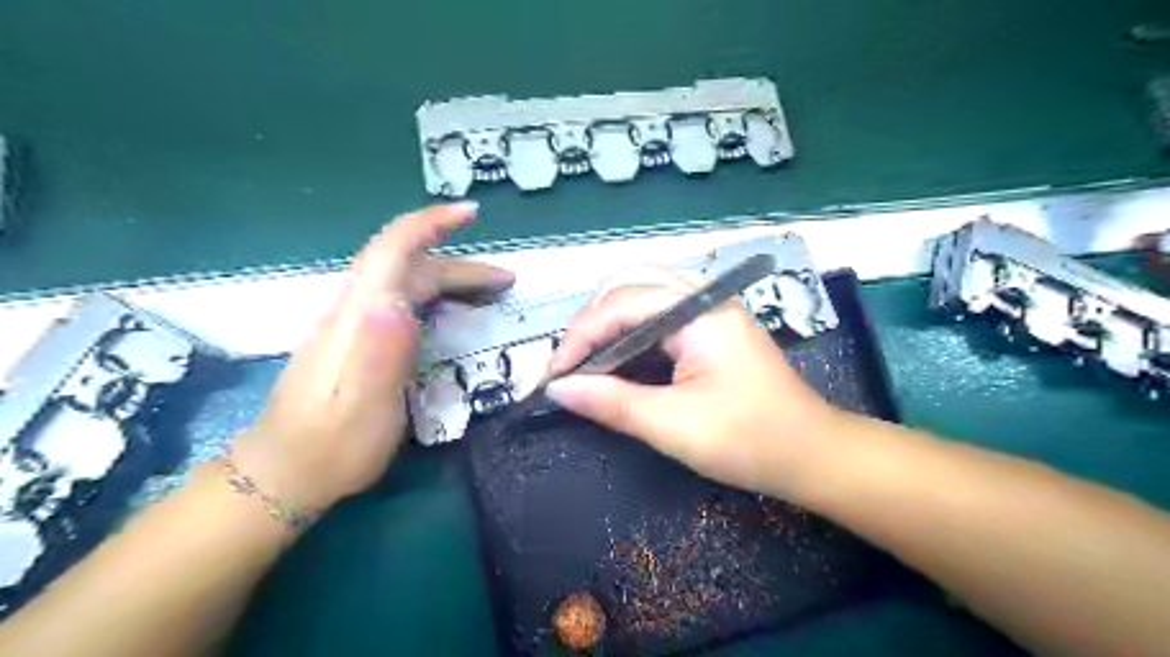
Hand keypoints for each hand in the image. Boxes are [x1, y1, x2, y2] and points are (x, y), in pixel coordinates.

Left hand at [234, 204, 513, 510]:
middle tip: (507, 282)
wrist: (286, 472)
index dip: (430, 224)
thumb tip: (397, 302)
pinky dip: (436, 298)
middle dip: (461, 266)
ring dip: (451, 280)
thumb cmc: (331, 445)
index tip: (470, 214)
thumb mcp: (362, 407)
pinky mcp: (359, 342)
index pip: (392, 251)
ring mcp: (355, 326)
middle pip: (409, 268)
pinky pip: (404, 304)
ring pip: (407, 285)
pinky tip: (452, 313)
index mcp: (358, 317)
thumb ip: (379, 355)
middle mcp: (355, 311)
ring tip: (491, 294)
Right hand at [547, 271, 840, 497]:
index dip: (579, 337)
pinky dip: (631, 333)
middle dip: (592, 321)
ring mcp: (711, 309)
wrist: (812, 455)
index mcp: (700, 312)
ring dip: (610, 324)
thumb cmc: (748, 440)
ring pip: (644, 296)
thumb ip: (611, 402)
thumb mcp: (672, 425)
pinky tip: (619, 360)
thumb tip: (557, 389)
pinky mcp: (712, 327)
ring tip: (587, 362)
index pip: (621, 305)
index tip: (553, 376)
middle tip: (571, 364)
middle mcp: (705, 297)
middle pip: (631, 285)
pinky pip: (660, 315)